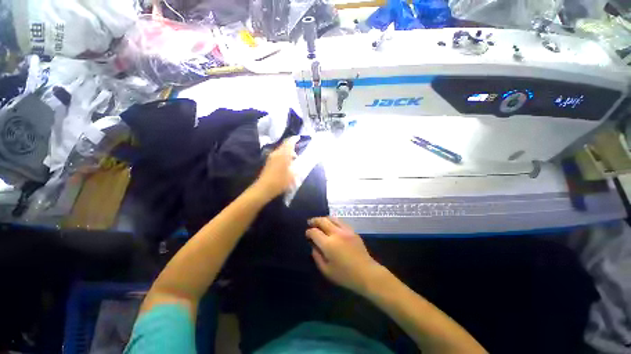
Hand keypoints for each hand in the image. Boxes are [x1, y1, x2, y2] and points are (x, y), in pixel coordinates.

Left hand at [254, 137, 297, 201]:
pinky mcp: (269, 162)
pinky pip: (278, 154)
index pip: (289, 143)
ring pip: (281, 150)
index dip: (294, 139)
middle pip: (284, 145)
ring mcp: (271, 157)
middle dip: (291, 145)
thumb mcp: (293, 175)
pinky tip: (287, 162)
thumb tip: (298, 161)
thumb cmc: (280, 181)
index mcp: (283, 154)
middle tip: (298, 148)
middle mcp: (276, 153)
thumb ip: (297, 166)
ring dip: (287, 151)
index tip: (299, 138)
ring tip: (294, 157)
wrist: (264, 188)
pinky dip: (283, 155)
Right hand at [306, 217, 385, 295]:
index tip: (307, 234)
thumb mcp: (326, 270)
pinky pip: (341, 221)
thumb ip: (317, 256)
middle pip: (322, 221)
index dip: (309, 232)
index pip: (314, 232)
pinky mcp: (352, 231)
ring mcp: (345, 230)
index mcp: (328, 244)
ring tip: (320, 221)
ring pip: (332, 218)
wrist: (366, 273)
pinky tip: (332, 225)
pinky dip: (333, 221)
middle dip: (314, 220)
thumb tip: (313, 246)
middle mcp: (336, 233)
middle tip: (310, 222)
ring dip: (324, 218)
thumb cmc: (345, 275)